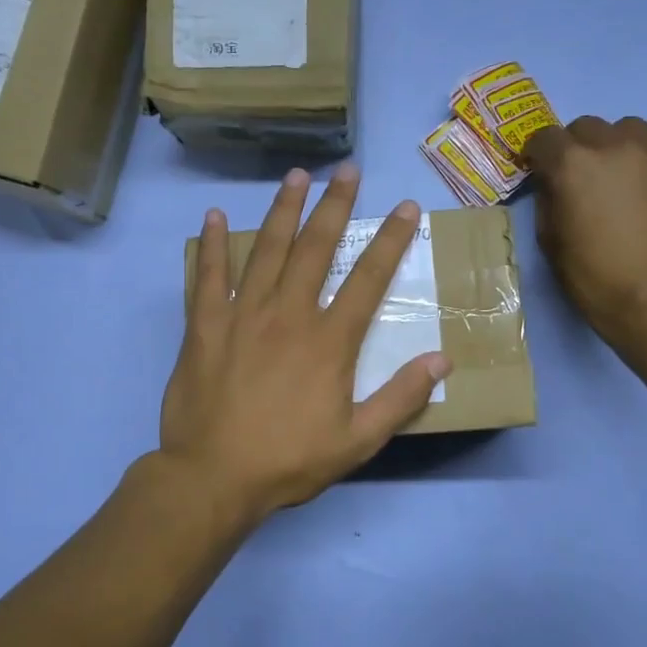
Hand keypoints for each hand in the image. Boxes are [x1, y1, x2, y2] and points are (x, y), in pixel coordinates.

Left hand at [160, 164, 451, 527]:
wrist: (213, 477)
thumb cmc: (289, 460)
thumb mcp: (357, 440)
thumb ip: (401, 398)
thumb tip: (442, 360)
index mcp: (329, 341)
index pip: (368, 279)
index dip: (391, 241)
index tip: (405, 208)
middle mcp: (288, 314)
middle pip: (315, 248)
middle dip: (335, 205)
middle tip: (348, 170)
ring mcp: (242, 315)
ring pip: (266, 250)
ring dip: (283, 210)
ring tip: (296, 176)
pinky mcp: (204, 326)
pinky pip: (208, 276)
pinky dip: (213, 245)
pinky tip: (216, 216)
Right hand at [526, 115, 646, 350]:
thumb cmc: (592, 277)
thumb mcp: (550, 239)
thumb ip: (548, 198)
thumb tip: (554, 182)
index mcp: (574, 164)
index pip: (545, 137)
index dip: (539, 153)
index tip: (541, 168)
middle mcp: (617, 147)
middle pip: (589, 126)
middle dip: (579, 147)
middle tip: (583, 177)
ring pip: (632, 131)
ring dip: (619, 148)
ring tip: (624, 180)